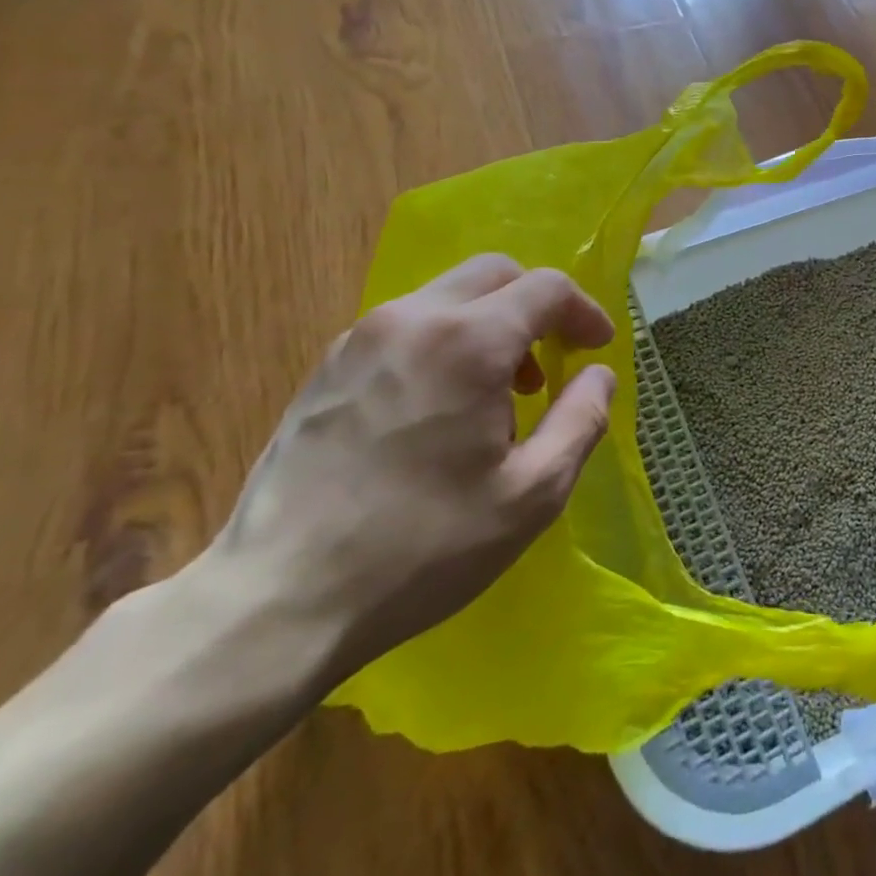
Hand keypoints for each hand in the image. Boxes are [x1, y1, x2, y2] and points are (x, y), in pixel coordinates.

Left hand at [207, 254, 616, 689]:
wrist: (276, 601)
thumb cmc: (424, 547)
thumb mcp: (534, 493)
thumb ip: (582, 419)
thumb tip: (599, 375)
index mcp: (467, 342)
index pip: (546, 288)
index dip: (584, 311)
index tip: (597, 349)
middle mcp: (411, 320)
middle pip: (494, 273)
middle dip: (537, 305)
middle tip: (553, 360)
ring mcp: (360, 339)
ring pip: (448, 295)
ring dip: (492, 323)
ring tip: (501, 392)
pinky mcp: (328, 367)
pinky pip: (409, 324)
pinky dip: (448, 339)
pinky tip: (446, 406)